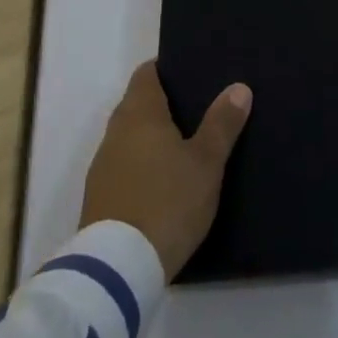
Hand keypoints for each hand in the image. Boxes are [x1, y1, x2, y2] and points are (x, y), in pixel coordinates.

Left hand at [80, 61, 252, 280]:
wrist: (118, 269)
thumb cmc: (167, 202)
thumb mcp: (205, 163)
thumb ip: (221, 124)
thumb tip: (238, 87)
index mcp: (139, 114)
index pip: (147, 74)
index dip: (167, 69)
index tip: (192, 71)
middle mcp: (115, 132)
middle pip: (138, 104)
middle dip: (164, 104)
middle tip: (200, 107)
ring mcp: (103, 167)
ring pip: (130, 137)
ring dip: (153, 137)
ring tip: (187, 144)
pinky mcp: (99, 198)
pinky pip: (124, 166)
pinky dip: (143, 164)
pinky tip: (165, 180)